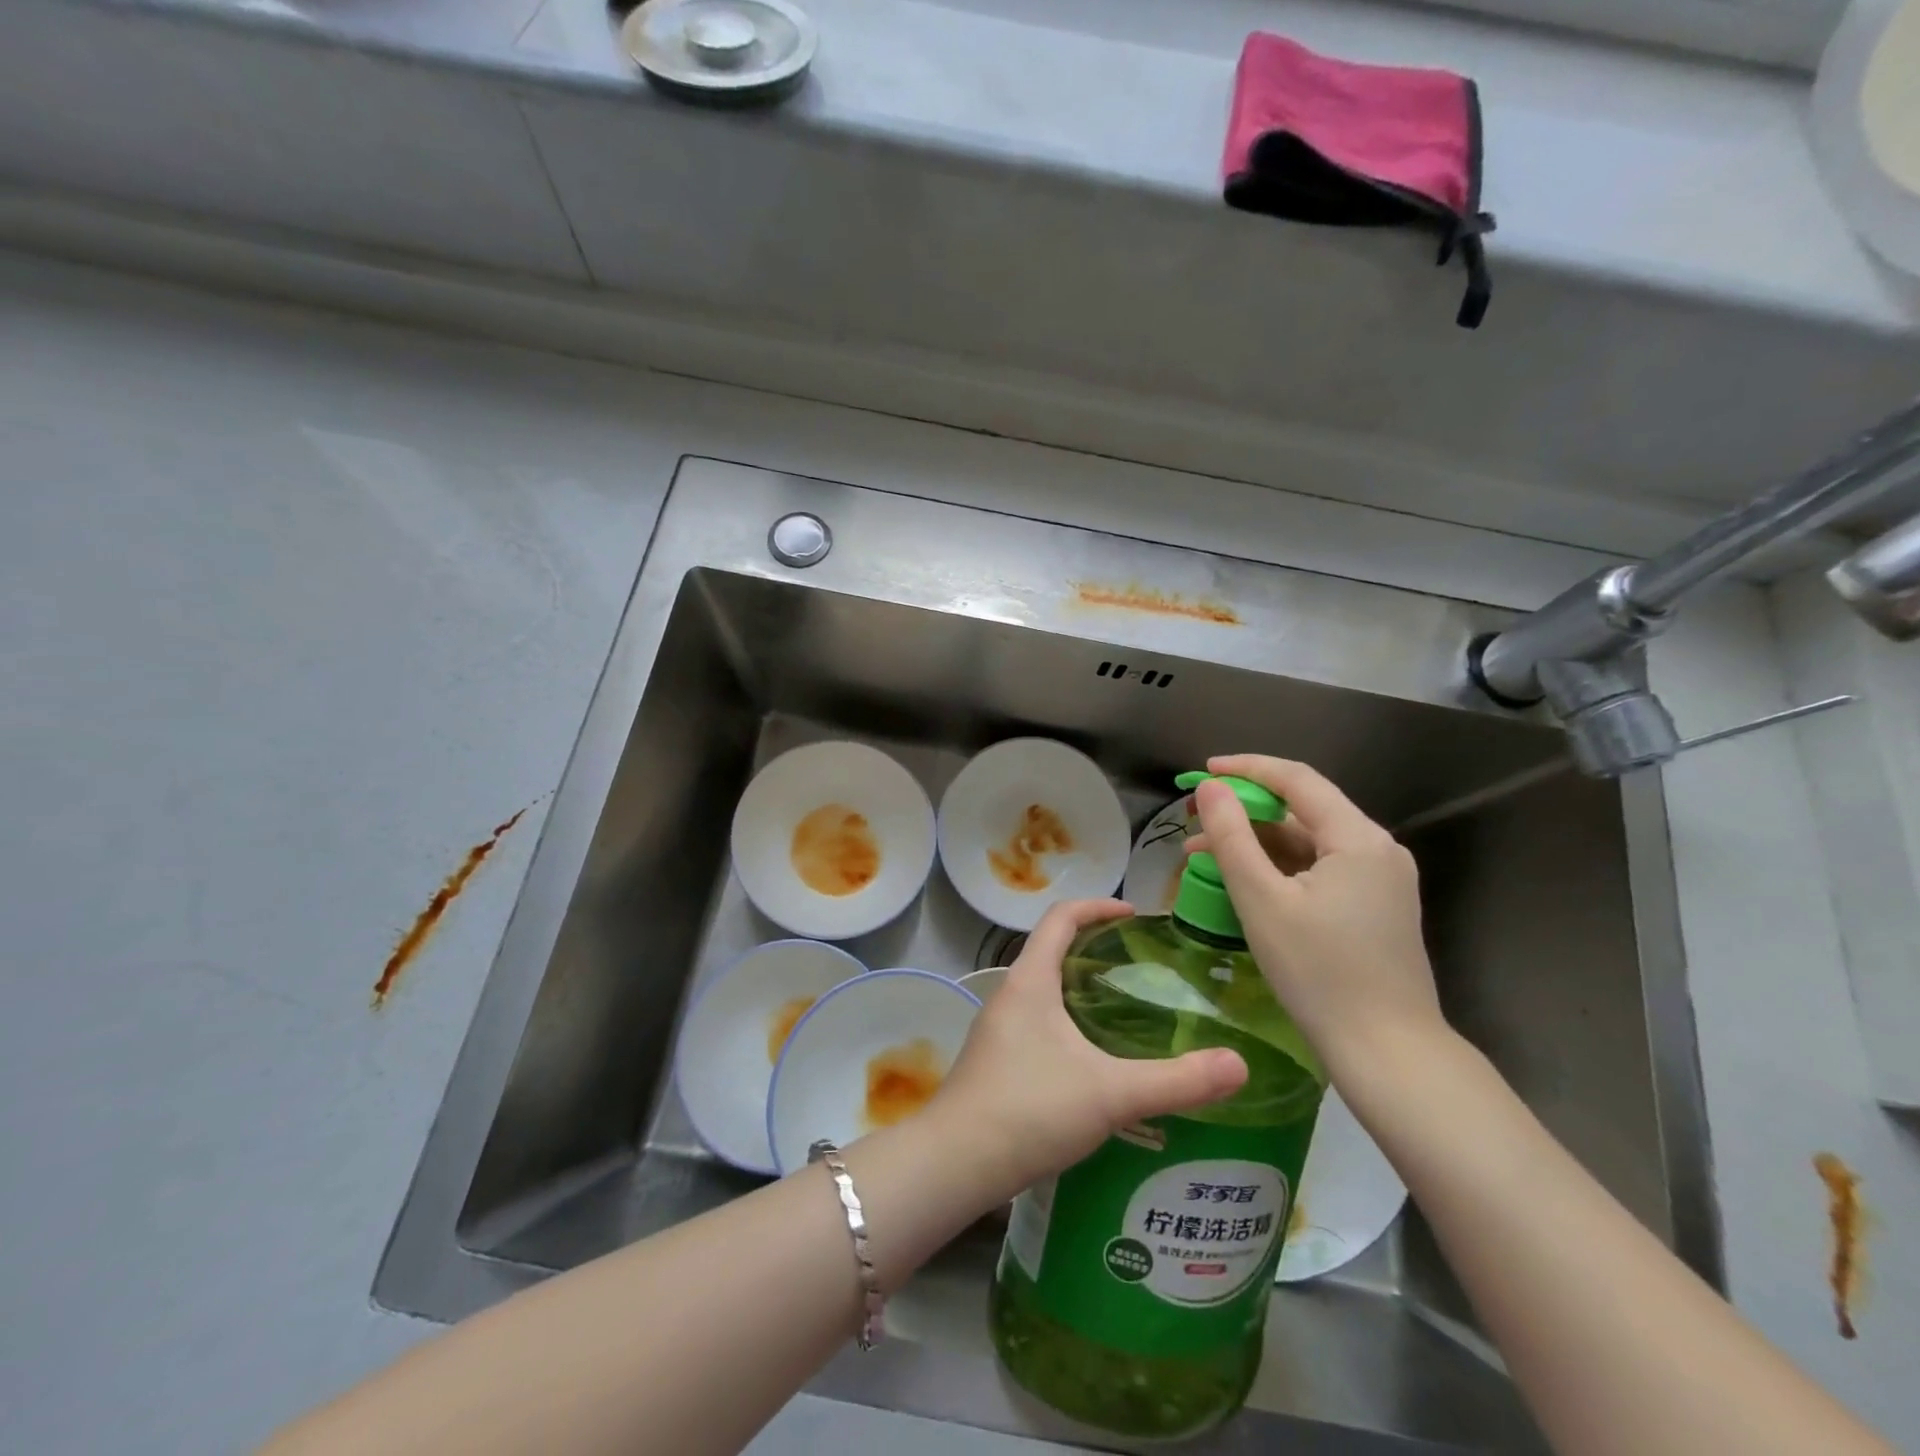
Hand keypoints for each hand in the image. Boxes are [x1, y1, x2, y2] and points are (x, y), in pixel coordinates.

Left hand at [931, 898, 1246, 1202]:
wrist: (956, 1162)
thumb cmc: (1030, 1108)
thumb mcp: (1111, 1093)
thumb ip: (1176, 1080)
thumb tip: (1240, 1065)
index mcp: (1031, 980)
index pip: (1060, 917)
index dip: (1097, 907)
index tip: (1134, 915)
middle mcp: (1010, 994)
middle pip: (1051, 950)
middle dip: (1094, 949)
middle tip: (1140, 966)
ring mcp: (998, 1028)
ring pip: (1043, 990)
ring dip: (1079, 989)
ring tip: (1125, 1011)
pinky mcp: (995, 1060)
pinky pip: (1036, 1022)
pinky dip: (1067, 1022)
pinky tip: (1093, 1061)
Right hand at [1187, 755, 1444, 1077]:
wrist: (1387, 1052)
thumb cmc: (1318, 972)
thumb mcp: (1262, 899)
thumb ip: (1232, 836)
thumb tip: (1210, 788)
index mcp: (1358, 838)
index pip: (1297, 780)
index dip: (1246, 769)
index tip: (1201, 773)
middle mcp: (1378, 849)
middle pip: (1303, 810)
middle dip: (1245, 811)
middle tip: (1194, 821)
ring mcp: (1381, 880)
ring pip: (1309, 843)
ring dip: (1257, 843)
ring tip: (1203, 857)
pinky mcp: (1376, 907)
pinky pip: (1320, 870)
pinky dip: (1280, 868)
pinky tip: (1244, 882)